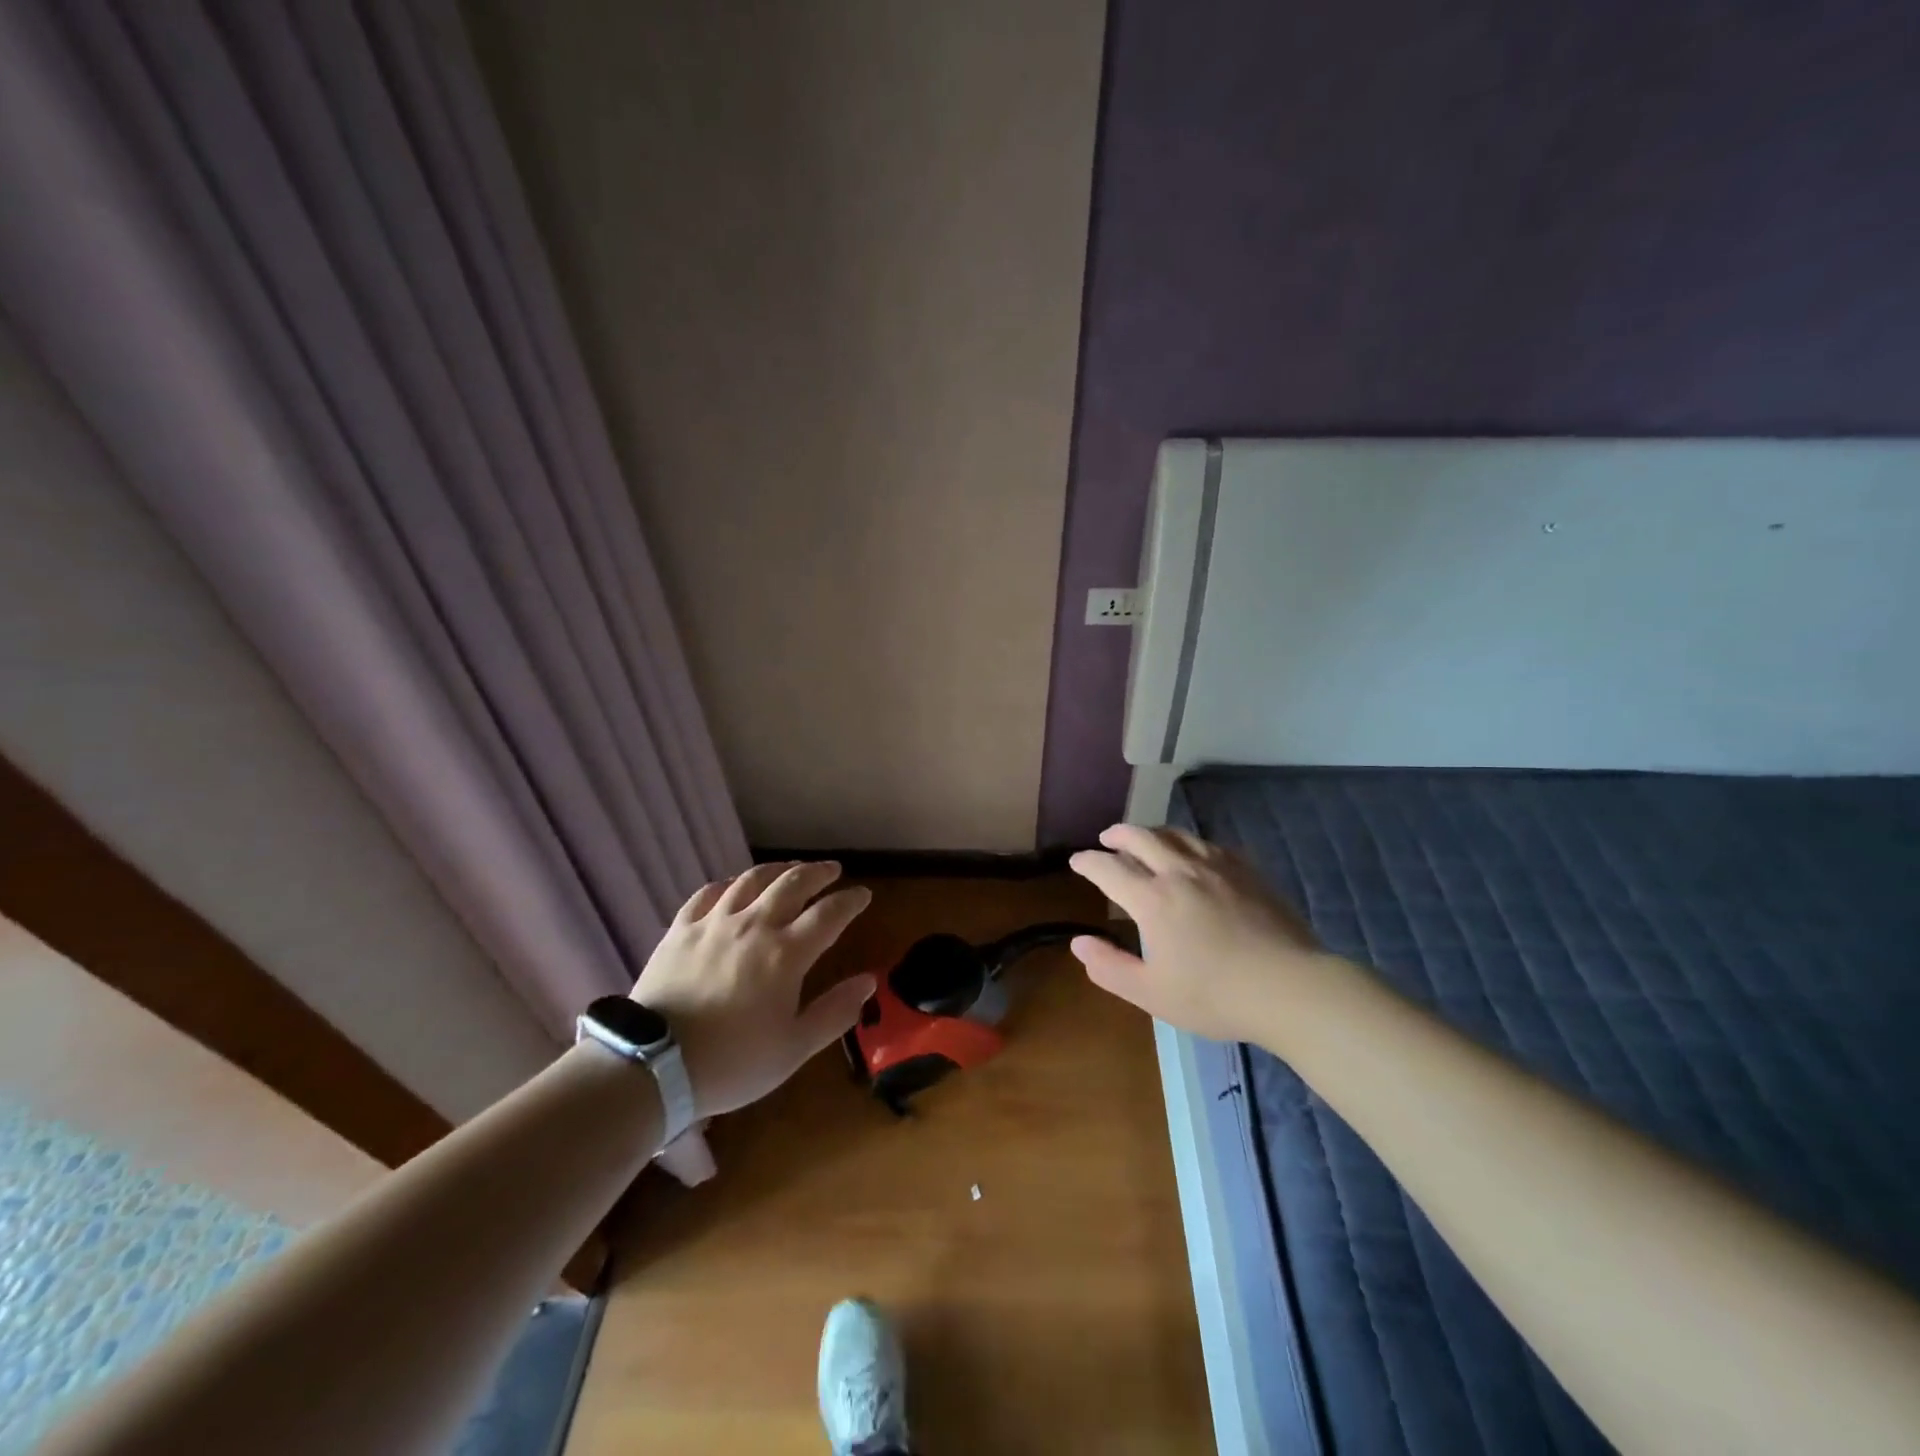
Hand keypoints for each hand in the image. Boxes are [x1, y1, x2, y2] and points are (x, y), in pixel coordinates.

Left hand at [631, 861, 873, 1117]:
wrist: (653, 1066)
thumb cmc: (733, 1061)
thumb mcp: (794, 1048)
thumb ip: (835, 1011)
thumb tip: (869, 980)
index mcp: (786, 953)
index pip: (829, 914)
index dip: (850, 901)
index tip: (863, 894)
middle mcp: (754, 925)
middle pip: (793, 884)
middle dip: (818, 873)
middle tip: (832, 870)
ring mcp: (714, 923)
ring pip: (752, 879)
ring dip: (778, 870)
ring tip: (791, 869)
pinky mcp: (681, 929)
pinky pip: (708, 893)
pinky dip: (729, 884)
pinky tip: (734, 886)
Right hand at [1068, 824, 1325, 1041]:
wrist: (1290, 987)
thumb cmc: (1216, 996)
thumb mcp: (1152, 994)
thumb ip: (1110, 968)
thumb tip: (1079, 942)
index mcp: (1152, 899)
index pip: (1109, 868)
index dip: (1088, 862)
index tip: (1077, 861)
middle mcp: (1180, 872)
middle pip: (1141, 837)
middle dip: (1118, 834)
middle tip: (1107, 838)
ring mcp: (1217, 867)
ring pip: (1177, 835)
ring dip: (1153, 833)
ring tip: (1146, 839)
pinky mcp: (1247, 871)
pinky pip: (1209, 844)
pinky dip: (1188, 843)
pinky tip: (1193, 854)